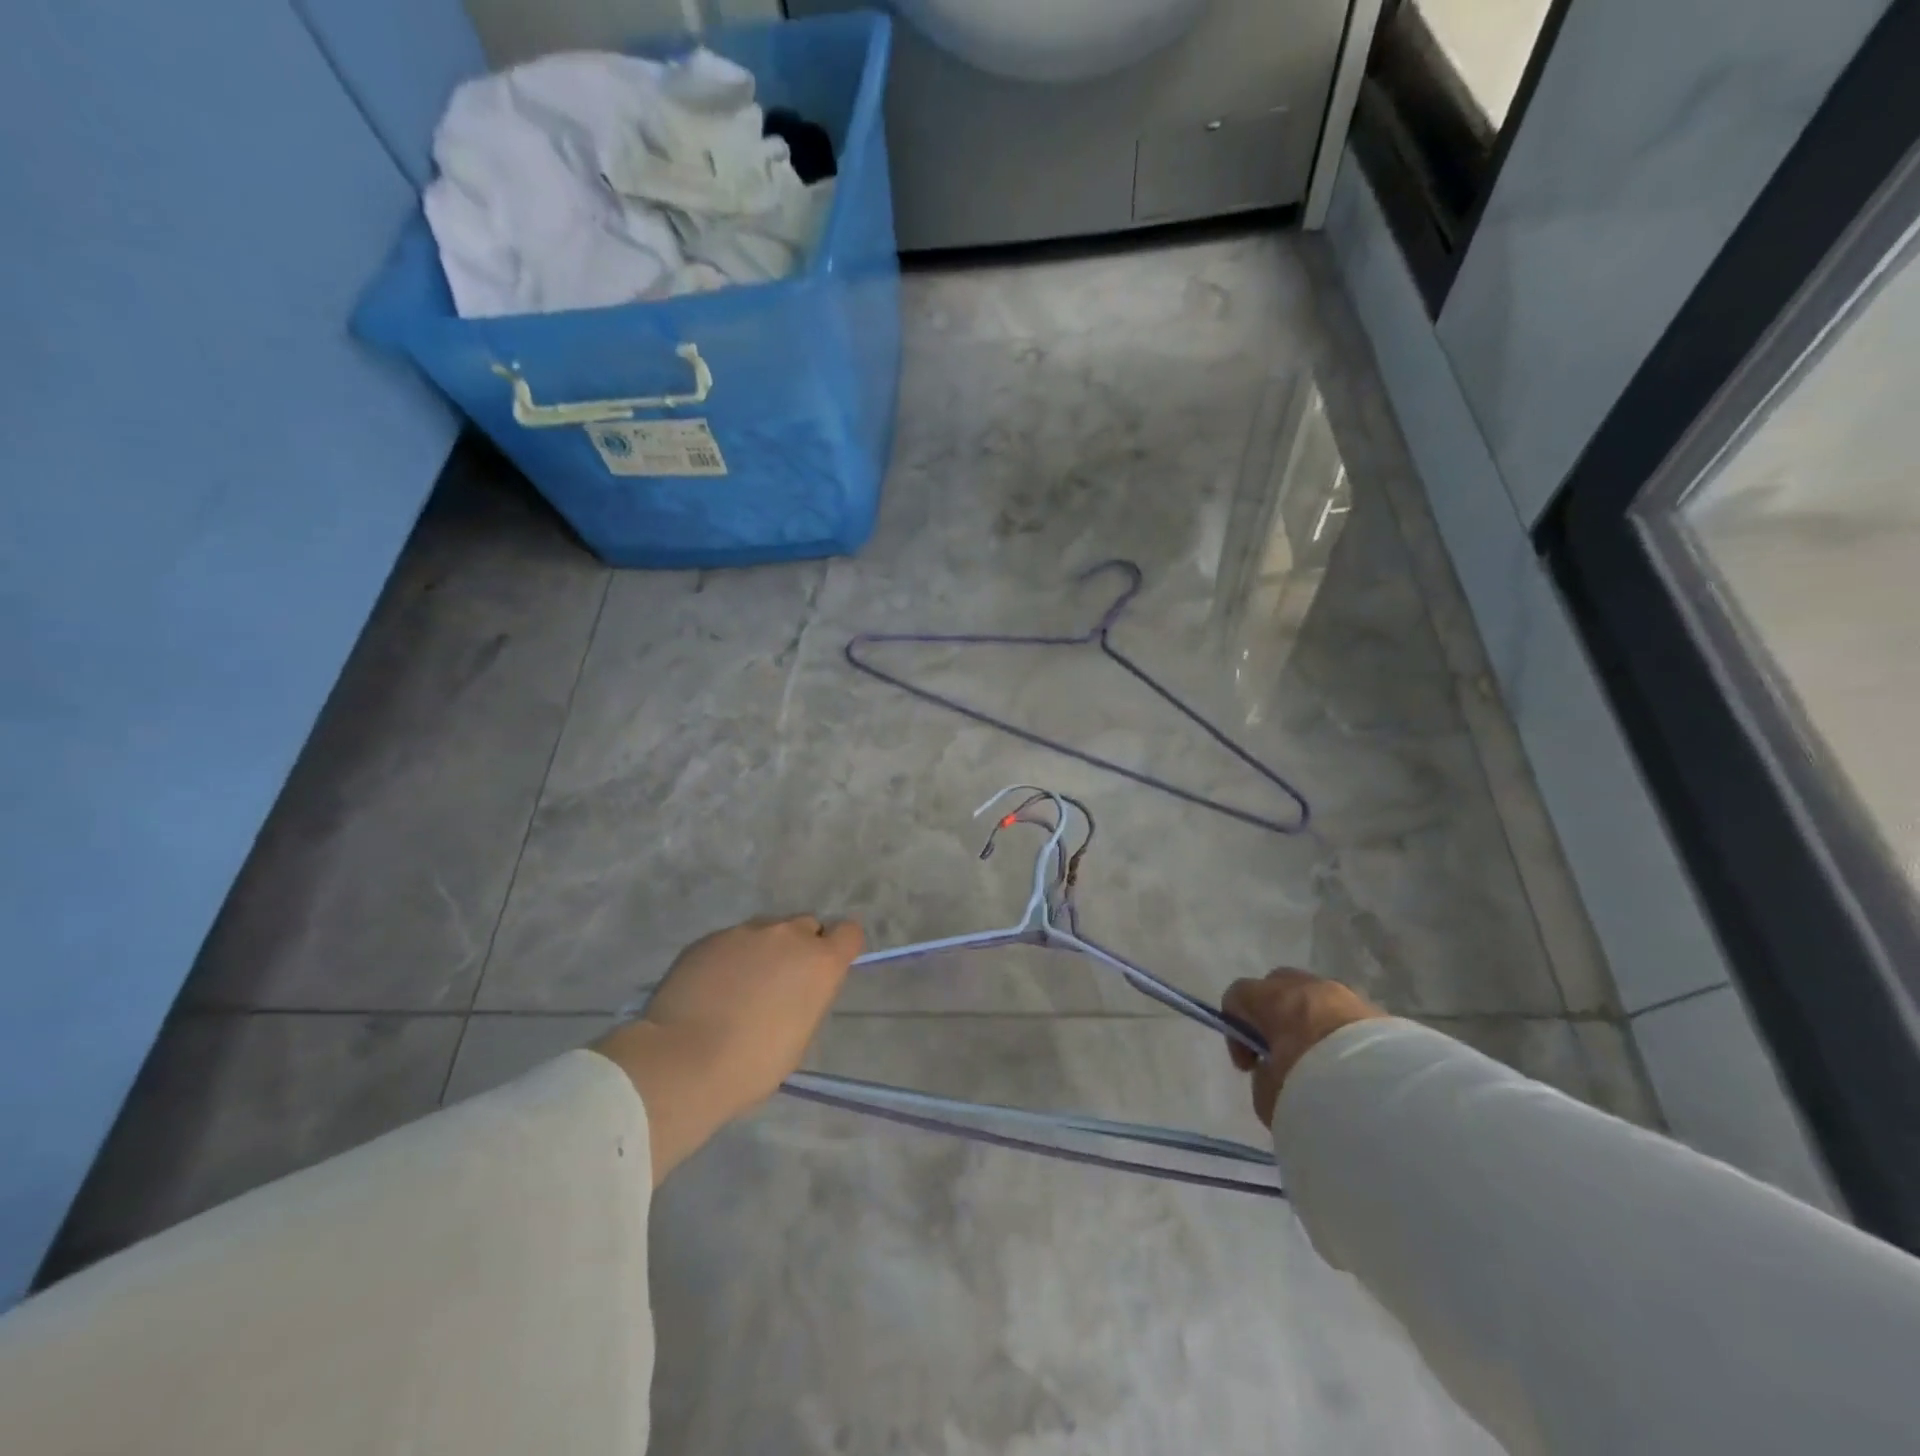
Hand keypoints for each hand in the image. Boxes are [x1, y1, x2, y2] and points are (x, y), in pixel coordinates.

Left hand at [593, 915, 863, 1181]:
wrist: (683, 1061)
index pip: (849, 933)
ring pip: (766, 931)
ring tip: (738, 987)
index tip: (824, 970)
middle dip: (798, 948)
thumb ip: (806, 997)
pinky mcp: (709, 938)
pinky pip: (730, 941)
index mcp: (820, 962)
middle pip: (805, 926)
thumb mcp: (799, 1036)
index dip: (839, 948)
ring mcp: (745, 932)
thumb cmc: (753, 1064)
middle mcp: (788, 935)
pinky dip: (728, 958)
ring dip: (762, 951)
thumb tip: (795, 988)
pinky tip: (710, 989)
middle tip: (778, 983)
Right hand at [1222, 969, 1386, 1126]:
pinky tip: (1351, 1071)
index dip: (1235, 1026)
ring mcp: (1348, 997)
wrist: (1392, 1102)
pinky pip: (1348, 1019)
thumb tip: (1274, 1070)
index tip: (1250, 1064)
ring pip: (1317, 1001)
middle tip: (1281, 1055)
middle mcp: (1309, 988)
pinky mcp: (1382, 1015)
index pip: (1238, 994)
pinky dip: (1342, 1036)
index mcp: (1275, 999)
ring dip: (1312, 1024)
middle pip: (1278, 986)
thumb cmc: (1315, 1090)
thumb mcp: (1270, 1095)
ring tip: (1322, 1066)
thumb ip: (1263, 1076)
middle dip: (1274, 1014)